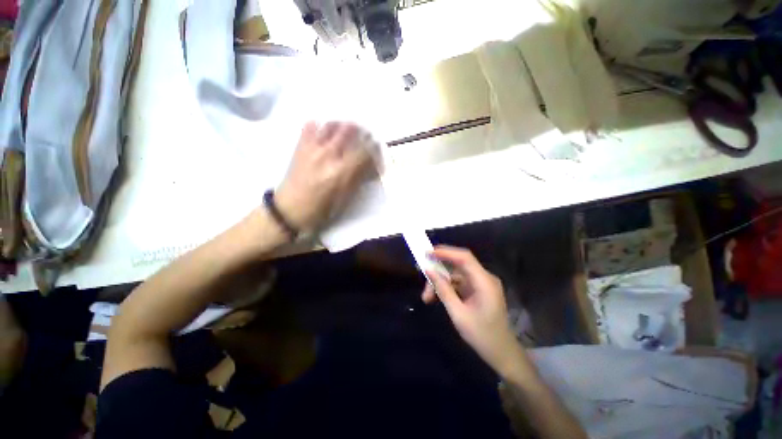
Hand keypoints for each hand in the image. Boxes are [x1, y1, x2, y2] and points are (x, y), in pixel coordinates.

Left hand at [275, 121, 377, 232]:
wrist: (290, 209)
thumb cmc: (322, 209)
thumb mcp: (345, 198)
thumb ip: (360, 179)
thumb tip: (373, 167)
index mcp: (341, 172)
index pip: (365, 151)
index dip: (376, 150)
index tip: (378, 153)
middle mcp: (328, 155)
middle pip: (350, 130)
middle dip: (363, 132)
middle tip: (366, 139)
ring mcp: (312, 148)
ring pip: (332, 124)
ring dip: (344, 127)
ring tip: (347, 134)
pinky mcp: (300, 146)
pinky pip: (311, 125)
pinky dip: (321, 126)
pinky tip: (326, 134)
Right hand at [422, 246, 521, 375]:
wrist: (502, 354)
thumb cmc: (482, 336)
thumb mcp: (458, 314)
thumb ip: (443, 290)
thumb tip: (429, 271)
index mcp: (484, 282)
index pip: (464, 258)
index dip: (445, 252)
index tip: (427, 253)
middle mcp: (484, 278)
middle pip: (457, 265)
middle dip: (439, 271)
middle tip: (423, 278)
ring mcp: (481, 284)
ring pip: (455, 274)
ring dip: (440, 282)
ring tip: (427, 298)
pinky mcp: (477, 290)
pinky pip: (458, 282)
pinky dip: (447, 287)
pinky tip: (436, 297)